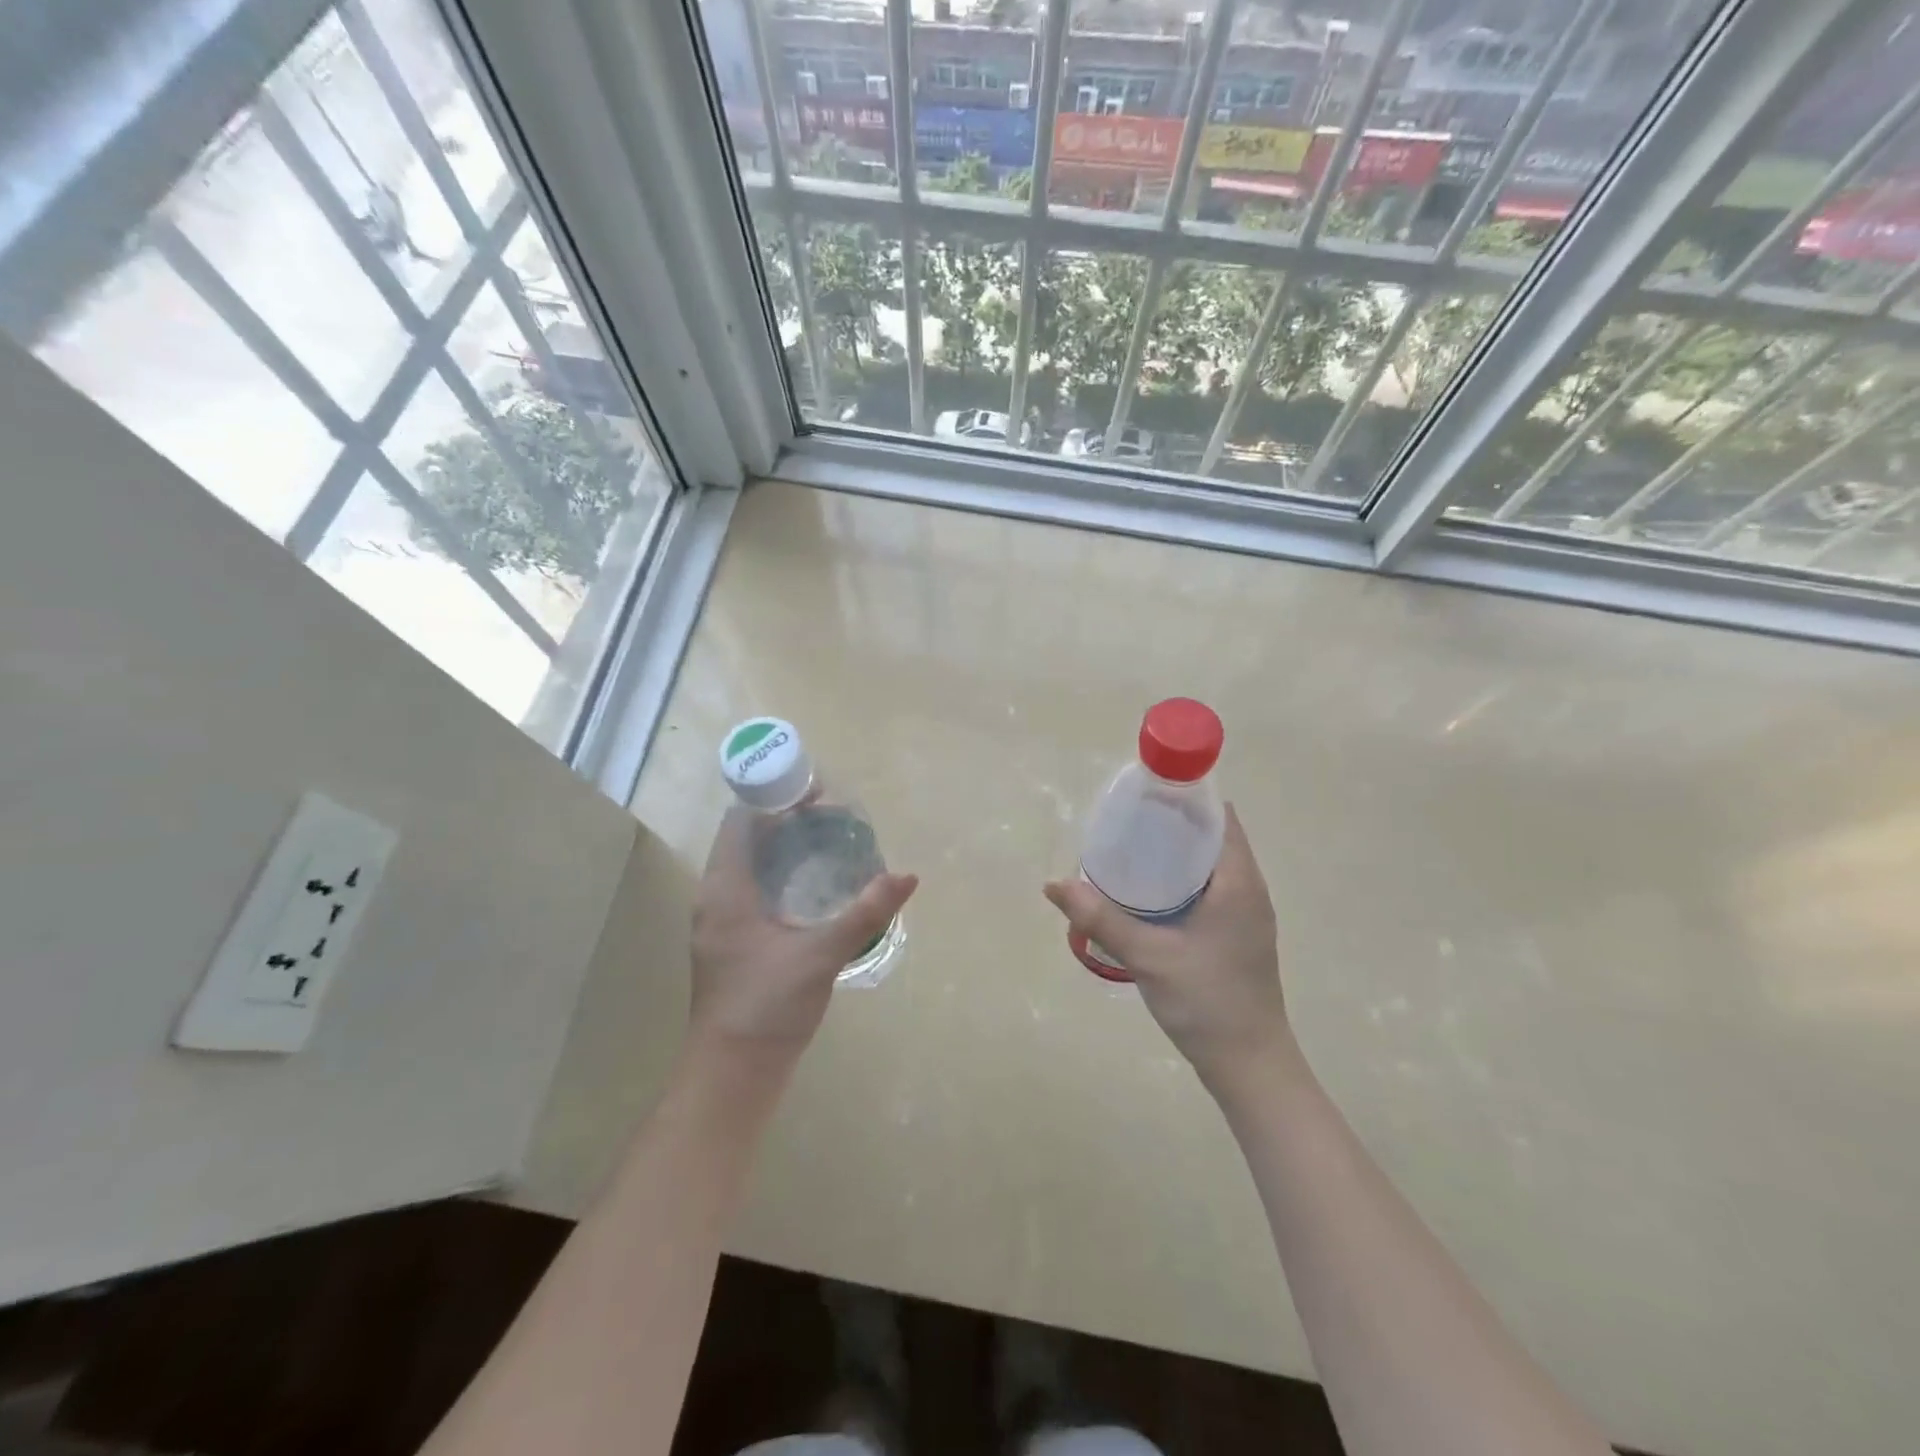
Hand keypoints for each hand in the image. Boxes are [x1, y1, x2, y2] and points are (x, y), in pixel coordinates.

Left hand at [690, 805, 917, 1063]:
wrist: (733, 1076)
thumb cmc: (766, 1007)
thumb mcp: (820, 955)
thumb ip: (865, 913)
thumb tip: (907, 876)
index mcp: (725, 889)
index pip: (742, 820)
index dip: (774, 797)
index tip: (816, 793)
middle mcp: (717, 898)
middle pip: (748, 840)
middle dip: (787, 821)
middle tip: (835, 817)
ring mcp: (723, 923)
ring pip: (752, 867)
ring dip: (786, 850)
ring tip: (831, 843)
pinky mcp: (735, 944)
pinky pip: (757, 892)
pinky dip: (784, 877)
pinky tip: (818, 889)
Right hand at [1044, 804, 1287, 1085]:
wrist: (1249, 1065)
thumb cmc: (1206, 1002)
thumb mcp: (1148, 956)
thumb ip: (1101, 918)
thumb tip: (1053, 884)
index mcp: (1238, 882)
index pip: (1218, 817)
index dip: (1184, 798)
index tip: (1144, 794)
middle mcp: (1249, 890)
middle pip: (1212, 837)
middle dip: (1171, 824)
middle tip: (1125, 822)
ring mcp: (1246, 915)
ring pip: (1210, 865)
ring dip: (1175, 853)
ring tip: (1130, 850)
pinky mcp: (1238, 935)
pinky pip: (1210, 888)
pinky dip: (1182, 879)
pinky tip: (1148, 894)